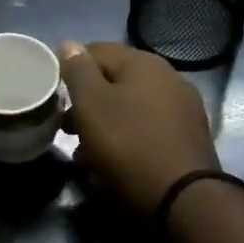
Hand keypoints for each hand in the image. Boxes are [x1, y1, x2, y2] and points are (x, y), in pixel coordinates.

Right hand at [60, 41, 217, 212]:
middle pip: (116, 80)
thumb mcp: (92, 104)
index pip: (97, 51)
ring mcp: (182, 107)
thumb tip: (69, 43)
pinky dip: (127, 136)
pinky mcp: (188, 137)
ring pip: (131, 106)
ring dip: (105, 122)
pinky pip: (147, 127)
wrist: (183, 199)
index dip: (71, 69)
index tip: (55, 94)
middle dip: (87, 101)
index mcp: (143, 62)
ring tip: (84, 151)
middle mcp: (168, 77)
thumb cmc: (128, 145)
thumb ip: (78, 71)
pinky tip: (113, 160)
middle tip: (65, 127)